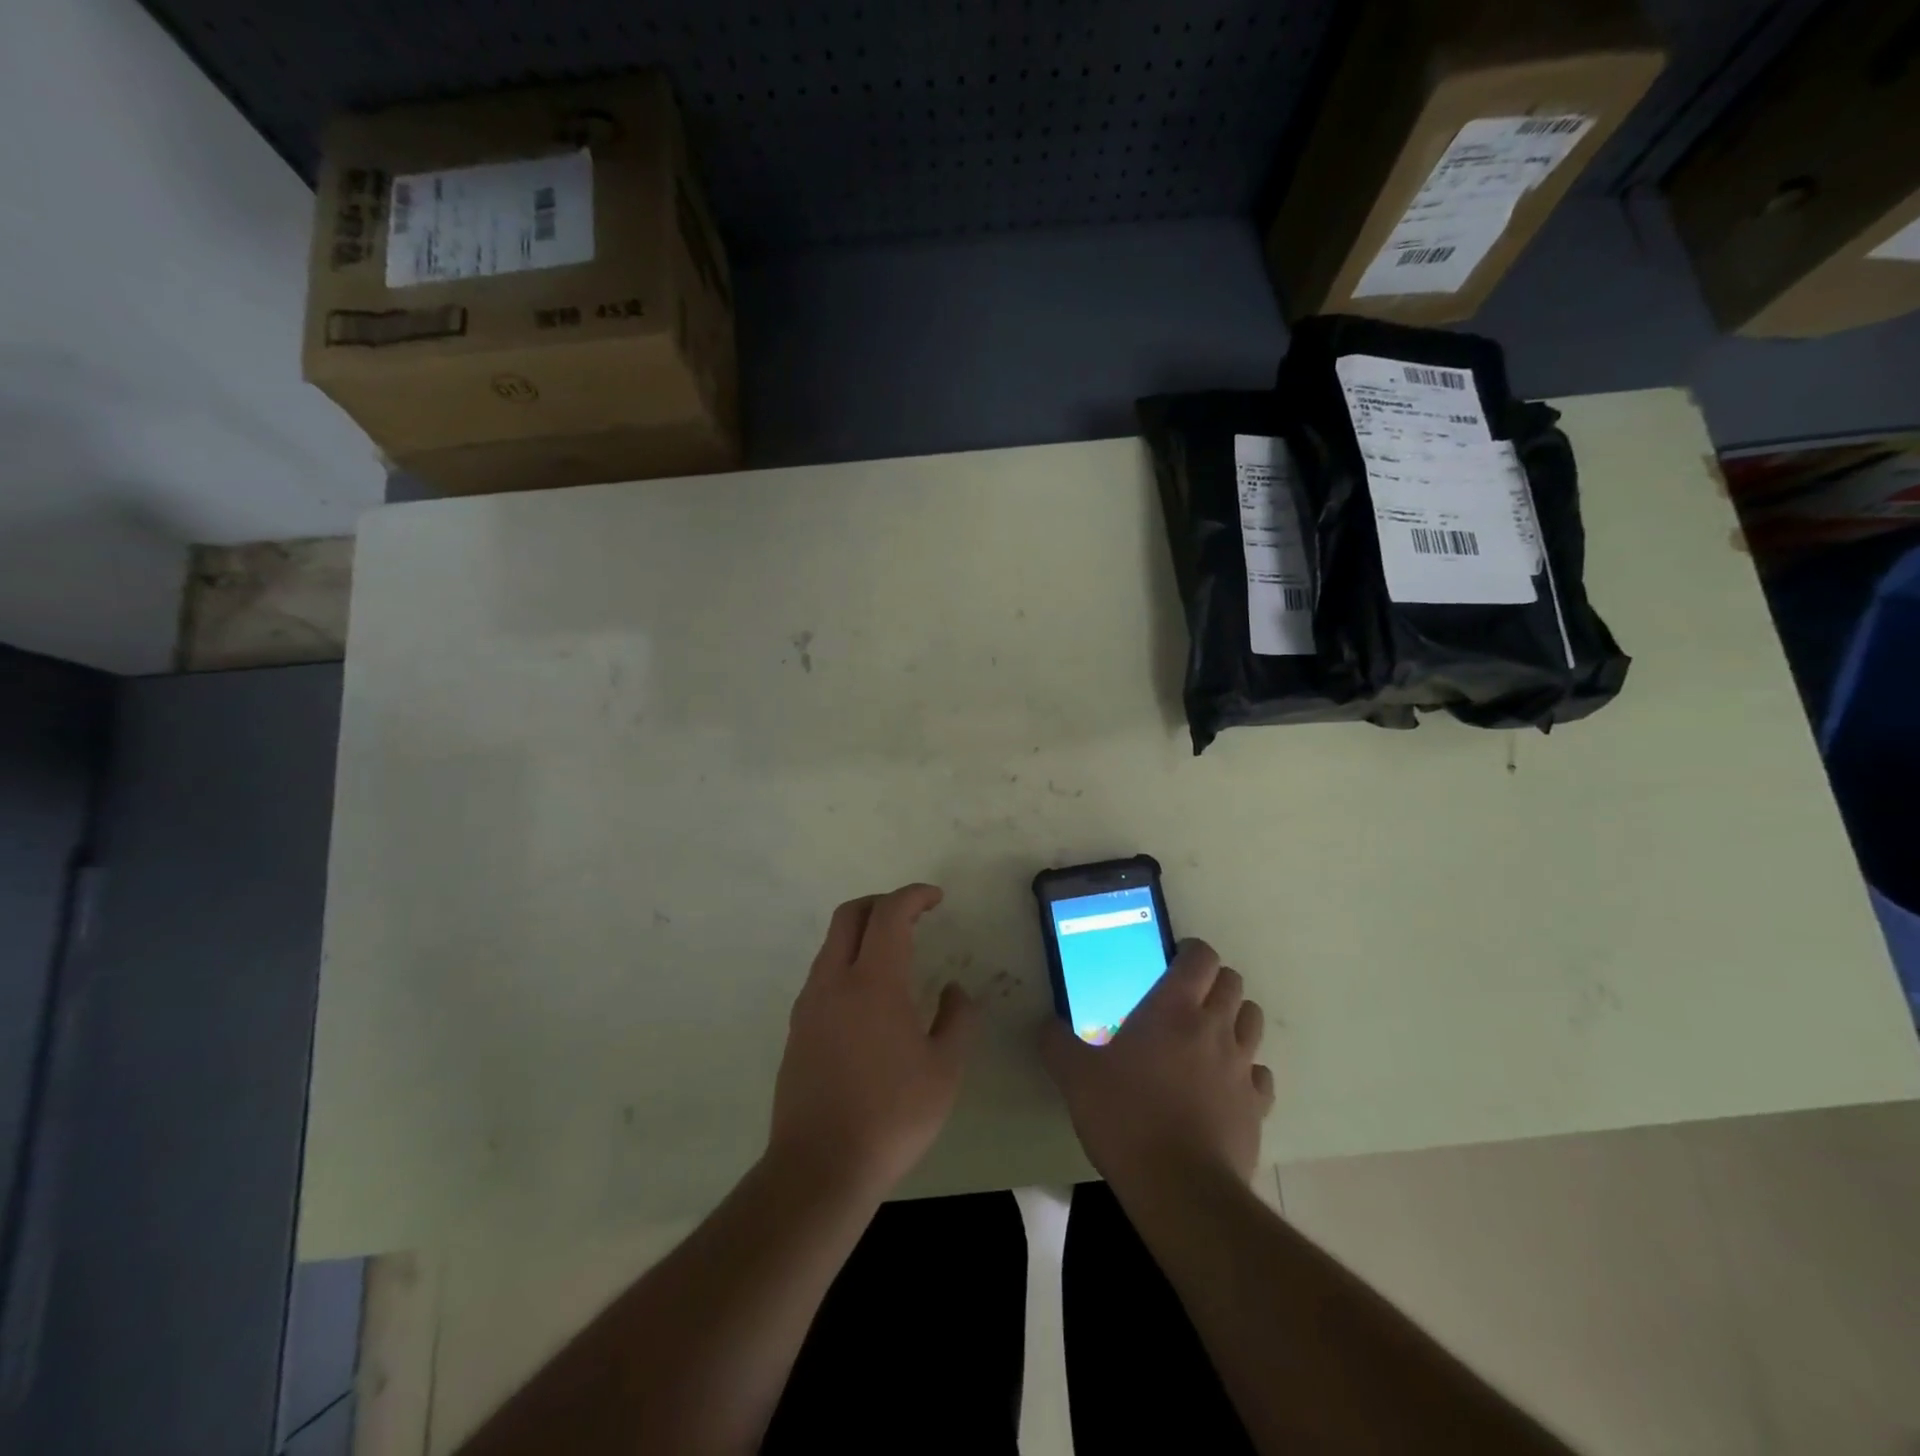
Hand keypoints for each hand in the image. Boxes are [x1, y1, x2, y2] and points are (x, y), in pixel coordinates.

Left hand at [769, 884, 978, 1201]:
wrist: (819, 1166)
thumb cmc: (891, 1115)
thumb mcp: (945, 1070)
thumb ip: (957, 1020)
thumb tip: (953, 991)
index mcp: (874, 981)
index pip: (890, 913)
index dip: (914, 895)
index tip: (936, 898)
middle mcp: (835, 980)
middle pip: (850, 914)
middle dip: (882, 903)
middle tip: (912, 914)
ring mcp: (810, 1003)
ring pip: (832, 943)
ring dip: (861, 932)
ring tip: (893, 953)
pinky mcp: (797, 1028)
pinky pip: (823, 974)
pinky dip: (847, 962)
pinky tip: (868, 996)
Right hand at [1042, 938, 1273, 1190]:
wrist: (1180, 1189)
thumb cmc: (1125, 1118)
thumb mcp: (1075, 1077)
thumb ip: (1057, 1043)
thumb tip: (1045, 1024)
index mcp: (1174, 1008)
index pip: (1201, 956)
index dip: (1190, 951)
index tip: (1172, 961)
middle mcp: (1215, 1027)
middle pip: (1232, 982)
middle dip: (1212, 982)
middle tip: (1185, 999)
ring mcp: (1242, 1066)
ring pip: (1252, 1020)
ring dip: (1234, 1018)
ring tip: (1207, 1036)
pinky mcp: (1257, 1106)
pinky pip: (1260, 1073)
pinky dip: (1247, 1070)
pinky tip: (1224, 1085)